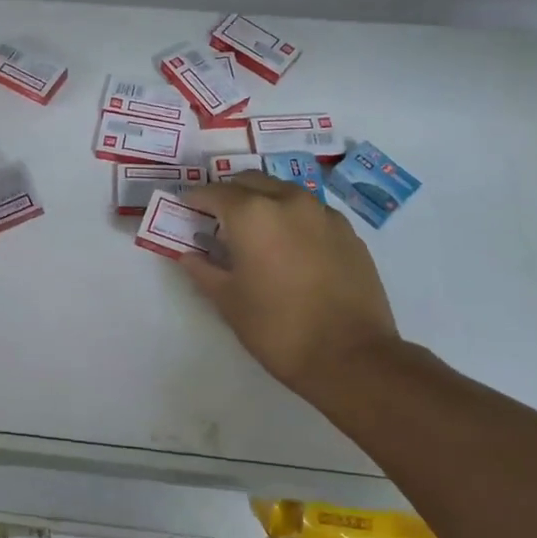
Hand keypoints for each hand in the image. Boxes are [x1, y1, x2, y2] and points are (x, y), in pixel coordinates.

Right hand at [180, 174, 399, 404]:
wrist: (351, 356)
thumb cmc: (277, 328)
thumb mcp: (228, 301)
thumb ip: (203, 270)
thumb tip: (189, 256)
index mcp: (252, 214)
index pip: (214, 193)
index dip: (195, 199)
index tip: (185, 209)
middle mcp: (288, 201)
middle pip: (250, 181)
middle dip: (229, 194)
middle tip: (216, 218)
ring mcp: (323, 214)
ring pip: (283, 191)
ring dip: (263, 200)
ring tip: (254, 231)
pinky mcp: (348, 231)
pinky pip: (310, 211)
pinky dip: (292, 217)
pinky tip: (289, 246)